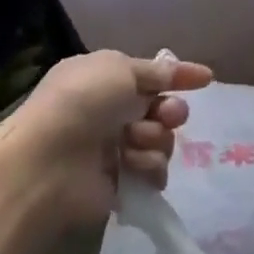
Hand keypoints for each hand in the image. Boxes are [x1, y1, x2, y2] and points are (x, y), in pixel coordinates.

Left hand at [0, 50, 212, 227]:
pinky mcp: (118, 184)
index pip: (150, 74)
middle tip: (167, 116)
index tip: (207, 78)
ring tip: (134, 144)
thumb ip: (154, 72)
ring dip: (155, 140)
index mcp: (104, 78)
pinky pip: (152, 172)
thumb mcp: (121, 69)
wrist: (46, 162)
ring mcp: (113, 148)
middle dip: (170, 110)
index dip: (179, 75)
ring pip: (160, 140)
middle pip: (160, 109)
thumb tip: (176, 70)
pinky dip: (149, 168)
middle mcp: (109, 112)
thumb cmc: (82, 102)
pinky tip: (135, 168)